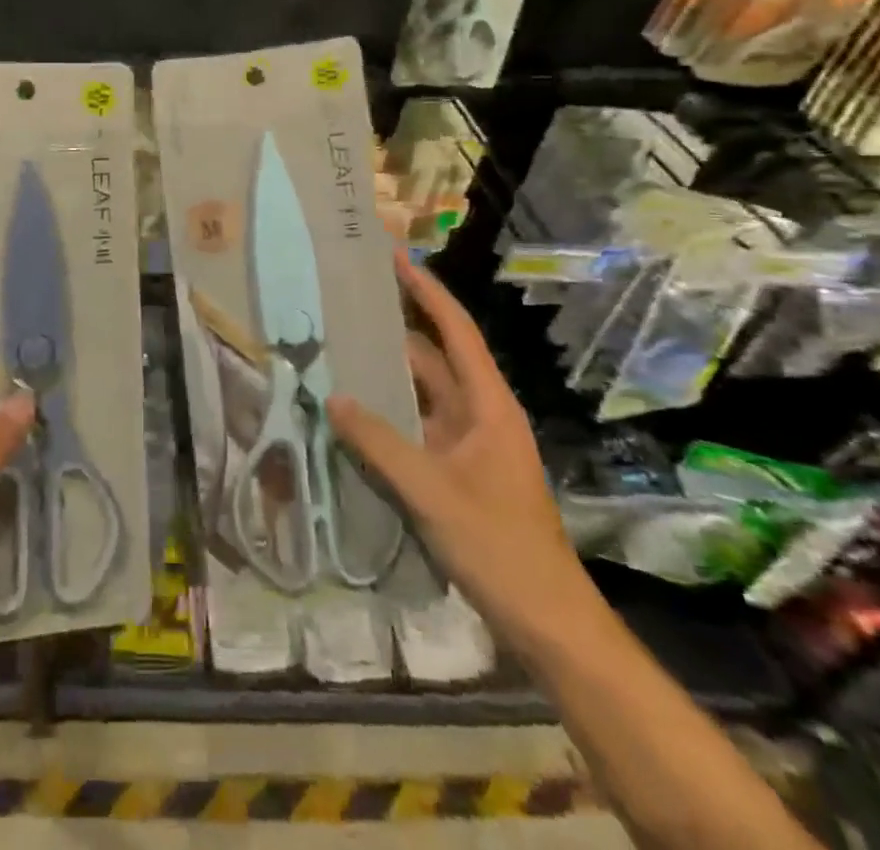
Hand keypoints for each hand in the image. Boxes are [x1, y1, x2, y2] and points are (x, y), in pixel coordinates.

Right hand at [329, 249, 585, 632]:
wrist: (547, 620)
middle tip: (348, 303)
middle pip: (434, 357)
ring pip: (422, 393)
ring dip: (387, 372)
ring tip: (341, 346)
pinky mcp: (456, 470)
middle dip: (396, 327)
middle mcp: (479, 414)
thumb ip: (380, 443)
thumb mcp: (432, 492)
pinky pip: (416, 426)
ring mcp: (468, 444)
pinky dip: (388, 412)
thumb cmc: (499, 546)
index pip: (455, 330)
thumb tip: (333, 397)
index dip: (426, 291)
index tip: (395, 258)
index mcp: (488, 405)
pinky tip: (354, 409)